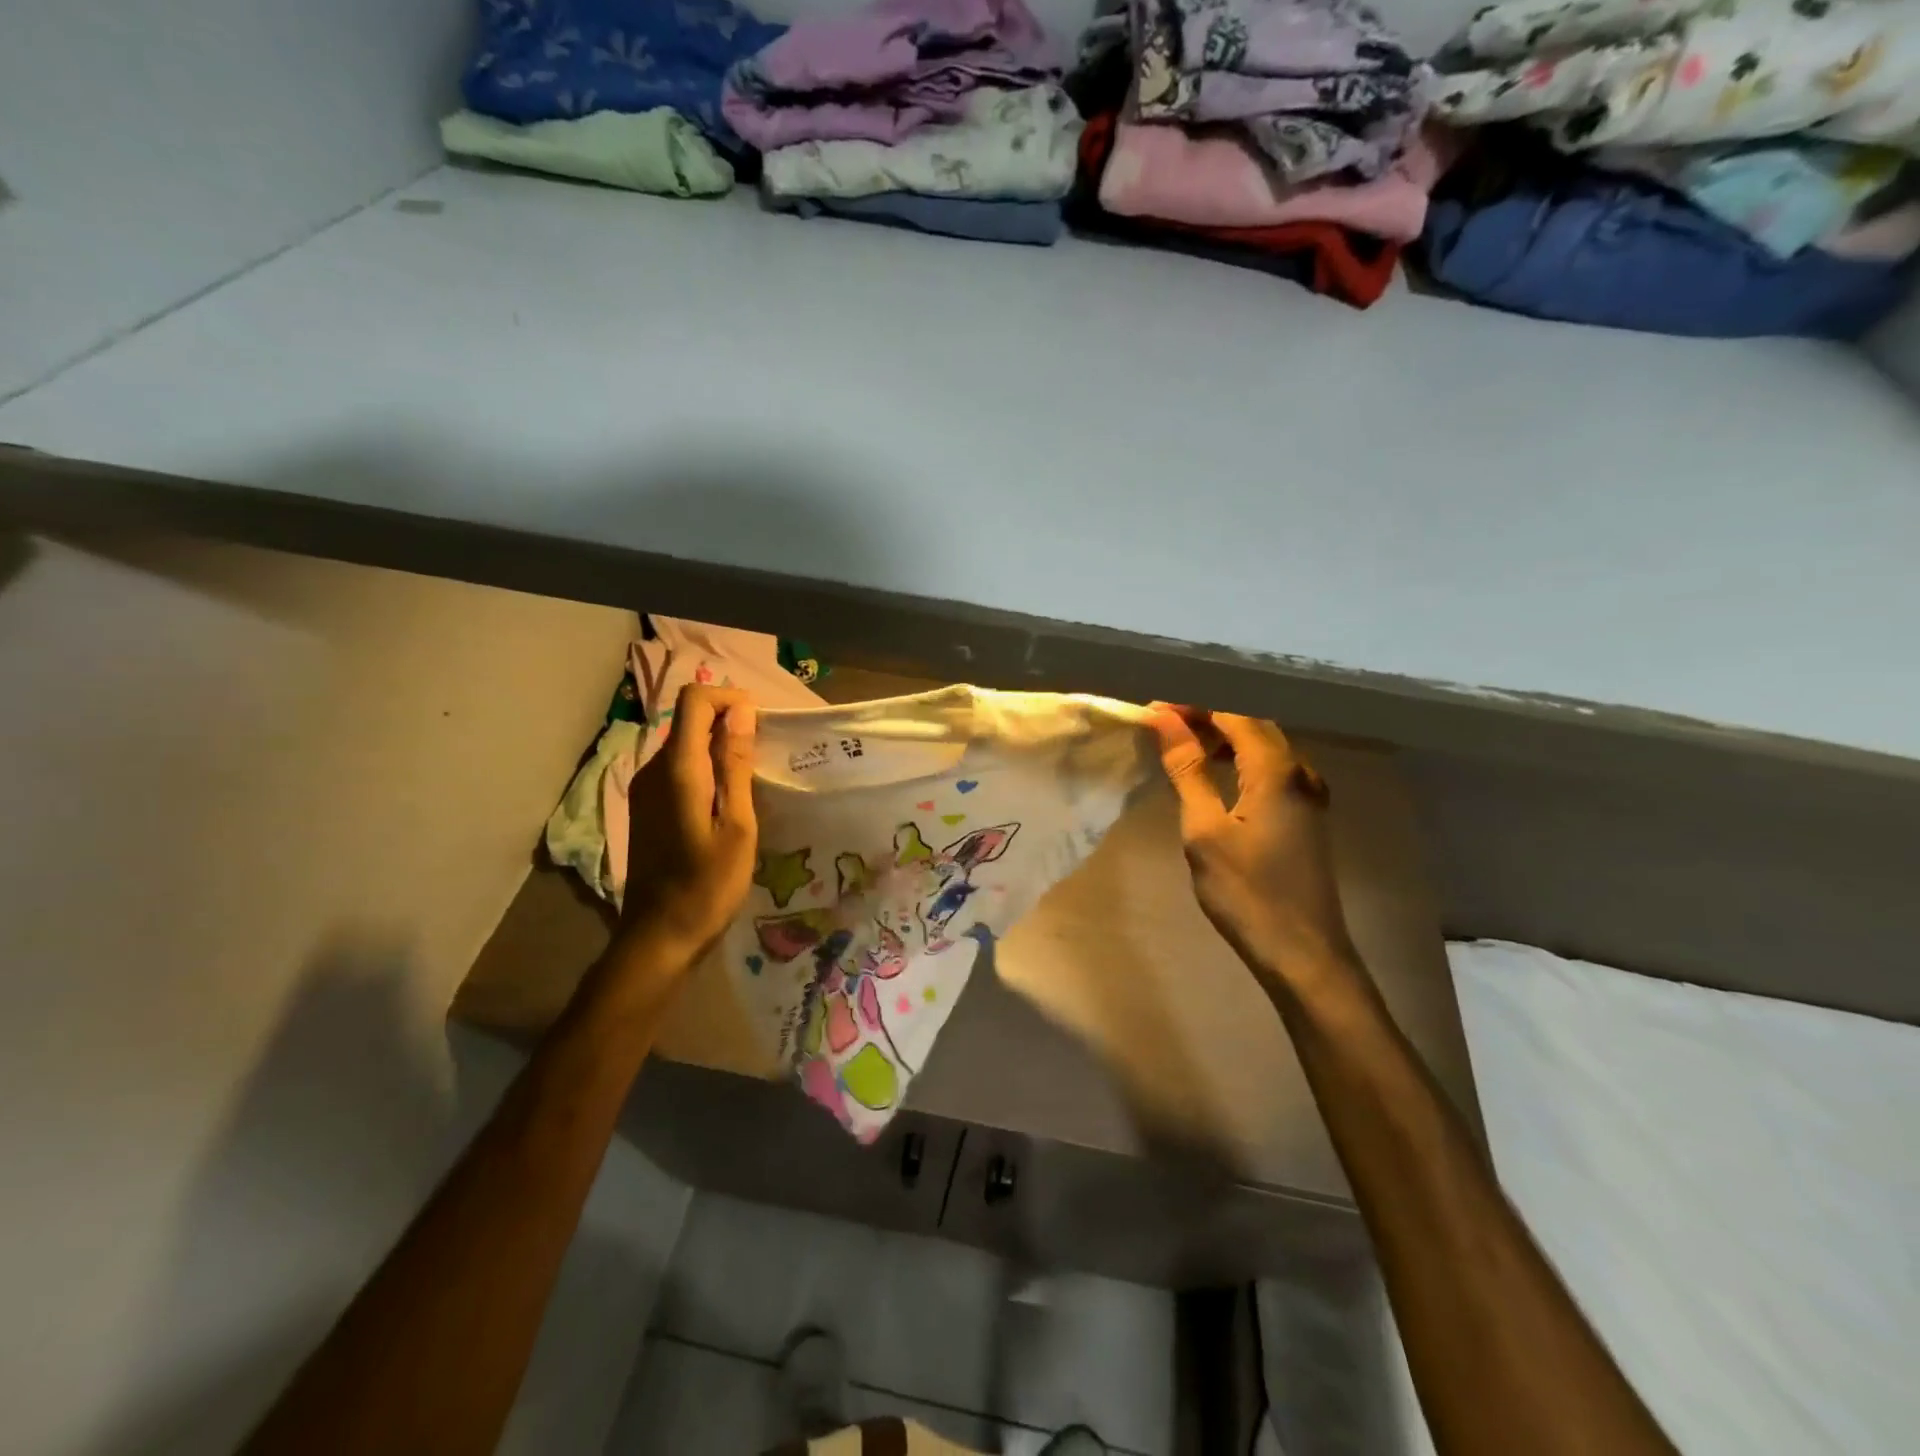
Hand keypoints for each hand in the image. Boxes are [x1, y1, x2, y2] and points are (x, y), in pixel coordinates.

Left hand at [617, 684, 758, 962]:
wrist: (659, 937)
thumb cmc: (708, 886)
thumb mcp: (737, 826)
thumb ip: (736, 765)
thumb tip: (741, 712)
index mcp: (678, 770)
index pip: (695, 701)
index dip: (729, 699)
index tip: (760, 725)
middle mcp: (653, 769)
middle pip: (689, 718)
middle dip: (728, 723)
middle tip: (764, 757)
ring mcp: (645, 788)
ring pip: (684, 744)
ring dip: (718, 747)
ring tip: (752, 780)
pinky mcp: (646, 806)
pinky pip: (677, 768)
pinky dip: (704, 768)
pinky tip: (726, 801)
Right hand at [1149, 705, 1357, 977]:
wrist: (1302, 952)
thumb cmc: (1247, 892)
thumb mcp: (1205, 830)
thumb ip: (1188, 771)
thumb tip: (1165, 722)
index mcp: (1276, 770)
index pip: (1232, 714)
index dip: (1193, 706)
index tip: (1153, 709)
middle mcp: (1300, 771)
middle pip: (1252, 723)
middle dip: (1207, 716)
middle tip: (1162, 722)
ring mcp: (1308, 793)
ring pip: (1263, 745)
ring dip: (1223, 737)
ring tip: (1181, 743)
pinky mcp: (1306, 814)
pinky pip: (1270, 768)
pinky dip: (1240, 759)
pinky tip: (1216, 773)